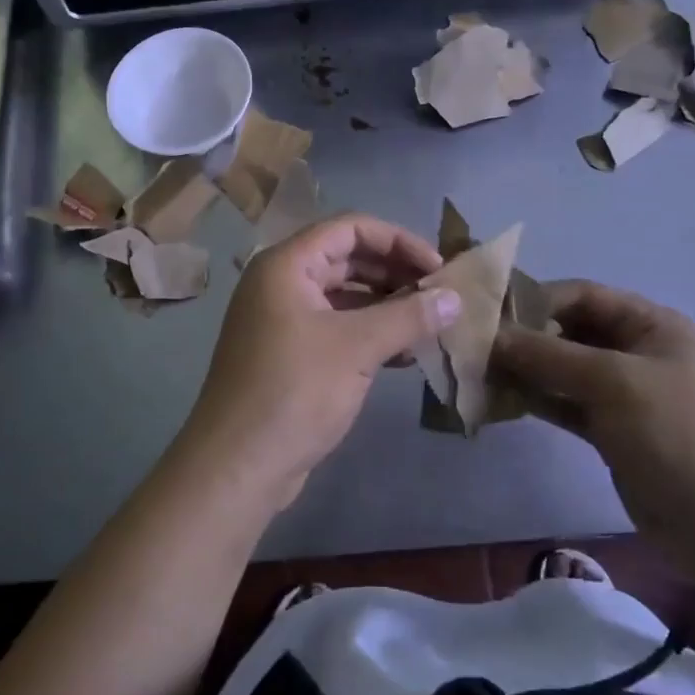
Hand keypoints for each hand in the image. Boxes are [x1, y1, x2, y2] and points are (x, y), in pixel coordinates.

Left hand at [178, 213, 458, 507]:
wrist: (238, 465)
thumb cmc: (294, 391)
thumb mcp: (357, 348)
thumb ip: (409, 317)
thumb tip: (456, 298)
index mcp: (287, 265)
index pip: (350, 228)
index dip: (398, 241)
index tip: (437, 268)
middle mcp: (281, 283)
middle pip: (347, 258)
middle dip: (395, 273)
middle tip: (440, 296)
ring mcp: (283, 320)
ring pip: (344, 295)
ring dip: (386, 305)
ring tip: (430, 324)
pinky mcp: (290, 354)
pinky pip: (337, 327)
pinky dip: (370, 333)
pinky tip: (405, 354)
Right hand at [491, 281, 694, 547]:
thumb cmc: (675, 432)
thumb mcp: (612, 381)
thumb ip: (548, 355)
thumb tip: (489, 336)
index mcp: (651, 325)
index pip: (583, 295)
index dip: (536, 299)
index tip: (490, 315)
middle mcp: (636, 351)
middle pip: (569, 330)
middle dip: (525, 337)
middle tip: (476, 347)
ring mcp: (622, 392)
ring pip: (562, 369)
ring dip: (525, 369)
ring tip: (478, 372)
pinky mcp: (610, 429)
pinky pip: (564, 402)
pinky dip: (535, 398)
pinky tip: (499, 400)